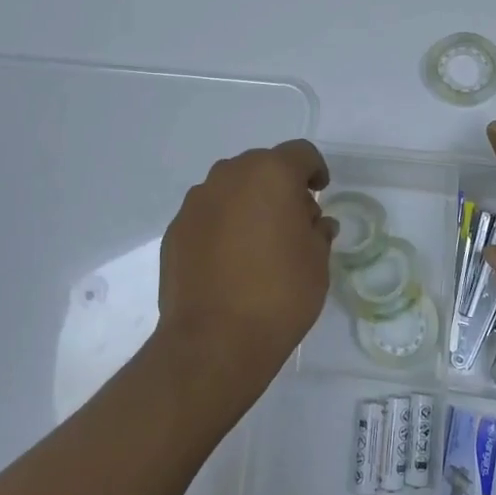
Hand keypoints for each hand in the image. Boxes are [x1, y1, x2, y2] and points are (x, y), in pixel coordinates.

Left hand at [155, 139, 336, 390]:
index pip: (300, 153)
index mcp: (271, 174)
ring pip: (230, 188)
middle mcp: (230, 176)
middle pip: (261, 166)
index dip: (314, 170)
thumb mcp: (317, 262)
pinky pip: (207, 214)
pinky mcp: (175, 229)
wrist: (214, 340)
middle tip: (292, 220)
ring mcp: (197, 201)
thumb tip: (314, 224)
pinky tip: (229, 259)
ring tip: (258, 241)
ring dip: (247, 202)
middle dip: (279, 185)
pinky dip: (222, 225)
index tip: (320, 193)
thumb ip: (318, 232)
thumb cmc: (279, 294)